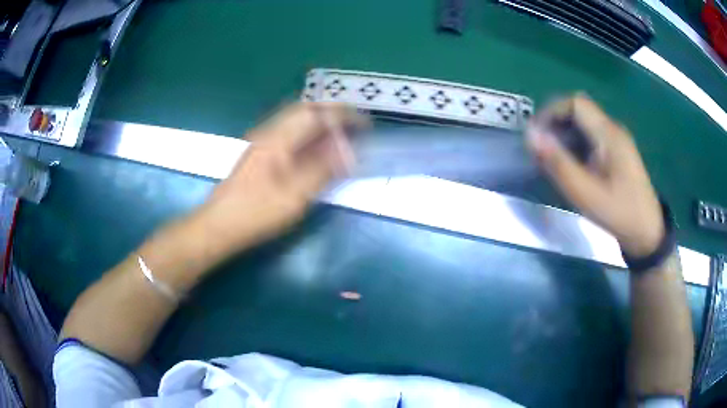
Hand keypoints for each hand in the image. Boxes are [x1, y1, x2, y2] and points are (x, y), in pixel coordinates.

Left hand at [195, 102, 366, 254]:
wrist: (219, 225)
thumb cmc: (255, 213)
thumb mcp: (294, 196)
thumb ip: (323, 171)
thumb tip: (349, 152)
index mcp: (277, 139)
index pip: (315, 113)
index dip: (342, 115)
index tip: (365, 123)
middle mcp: (269, 133)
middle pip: (304, 110)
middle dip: (332, 114)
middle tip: (354, 125)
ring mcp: (262, 143)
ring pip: (296, 122)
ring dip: (320, 124)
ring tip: (341, 137)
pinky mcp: (260, 155)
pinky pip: (290, 135)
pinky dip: (309, 137)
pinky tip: (317, 151)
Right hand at [526, 94, 663, 256]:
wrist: (646, 232)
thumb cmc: (618, 213)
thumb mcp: (586, 193)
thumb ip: (558, 163)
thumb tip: (531, 136)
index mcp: (608, 134)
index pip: (575, 103)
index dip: (552, 112)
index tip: (537, 135)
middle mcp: (613, 130)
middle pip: (578, 111)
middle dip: (556, 124)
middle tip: (542, 149)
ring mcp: (616, 141)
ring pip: (584, 124)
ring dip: (565, 135)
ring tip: (553, 160)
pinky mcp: (617, 153)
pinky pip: (591, 138)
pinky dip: (576, 145)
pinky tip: (571, 166)